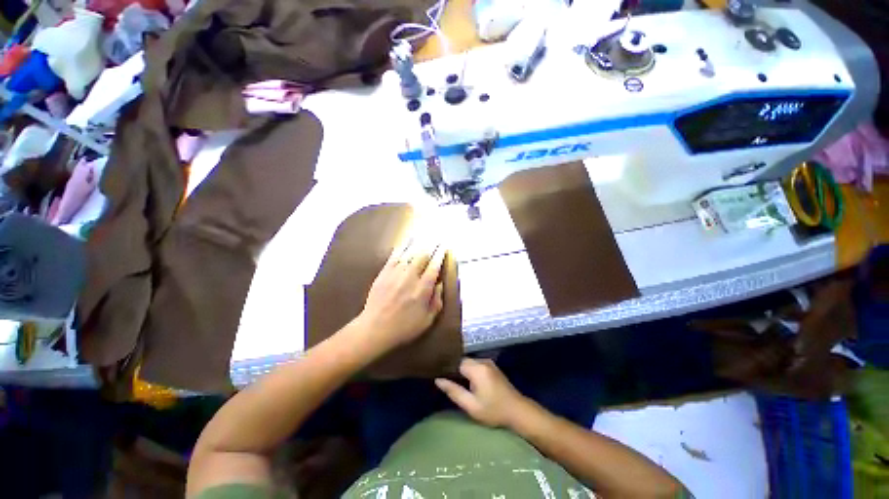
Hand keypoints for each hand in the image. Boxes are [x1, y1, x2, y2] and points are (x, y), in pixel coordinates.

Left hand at [357, 239, 446, 349]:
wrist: (375, 328)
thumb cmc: (404, 327)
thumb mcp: (427, 320)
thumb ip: (436, 301)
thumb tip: (439, 284)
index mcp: (423, 289)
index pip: (434, 266)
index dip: (440, 255)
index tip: (444, 247)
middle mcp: (410, 277)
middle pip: (423, 255)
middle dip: (431, 246)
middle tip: (436, 239)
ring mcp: (396, 273)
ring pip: (409, 253)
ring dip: (418, 243)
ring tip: (425, 235)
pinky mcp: (384, 272)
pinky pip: (395, 256)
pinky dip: (402, 247)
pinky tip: (406, 242)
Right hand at [435, 358, 530, 427]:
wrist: (518, 411)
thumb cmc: (494, 410)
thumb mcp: (471, 405)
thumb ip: (454, 391)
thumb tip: (438, 380)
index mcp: (477, 368)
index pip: (456, 361)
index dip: (447, 368)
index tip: (439, 376)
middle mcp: (482, 361)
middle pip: (463, 361)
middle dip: (455, 370)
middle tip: (447, 382)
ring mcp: (488, 363)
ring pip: (469, 363)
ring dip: (463, 371)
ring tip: (456, 383)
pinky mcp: (492, 366)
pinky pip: (476, 365)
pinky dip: (470, 371)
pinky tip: (468, 382)